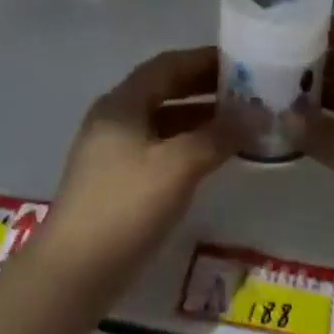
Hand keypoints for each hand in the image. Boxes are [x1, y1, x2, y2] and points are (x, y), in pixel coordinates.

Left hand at [39, 46, 225, 281]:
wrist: (73, 274)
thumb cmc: (125, 207)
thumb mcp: (178, 166)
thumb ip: (219, 135)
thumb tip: (259, 113)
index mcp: (122, 104)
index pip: (167, 65)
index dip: (204, 59)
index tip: (242, 61)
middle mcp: (114, 119)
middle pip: (164, 90)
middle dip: (205, 88)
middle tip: (247, 91)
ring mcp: (112, 151)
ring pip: (163, 121)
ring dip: (199, 118)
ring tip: (240, 123)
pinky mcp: (116, 181)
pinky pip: (159, 148)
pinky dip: (187, 145)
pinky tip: (213, 157)